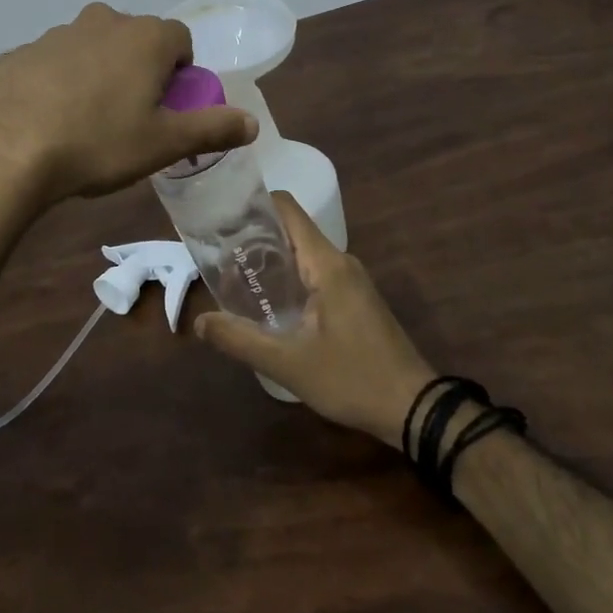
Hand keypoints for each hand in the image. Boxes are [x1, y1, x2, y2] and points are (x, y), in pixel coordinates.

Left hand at [0, 3, 257, 212]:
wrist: (1, 146)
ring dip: (97, 75)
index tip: (168, 106)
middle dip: (139, 70)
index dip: (180, 71)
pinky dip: (58, 84)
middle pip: (134, 40)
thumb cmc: (97, 142)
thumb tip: (252, 123)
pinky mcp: (18, 53)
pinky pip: (52, 64)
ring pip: (91, 49)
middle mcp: (102, 22)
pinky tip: (45, 122)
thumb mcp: (162, 143)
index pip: (179, 39)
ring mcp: (55, 34)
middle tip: (129, 116)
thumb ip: (211, 129)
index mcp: (145, 38)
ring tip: (84, 124)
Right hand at [194, 192, 437, 449]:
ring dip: (270, 258)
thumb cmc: (352, 378)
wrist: (413, 408)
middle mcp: (340, 261)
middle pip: (291, 229)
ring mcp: (351, 280)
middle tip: (215, 250)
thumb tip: (199, 322)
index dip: (253, 204)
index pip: (287, 209)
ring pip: (303, 253)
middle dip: (253, 235)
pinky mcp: (354, 298)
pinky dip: (288, 276)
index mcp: (326, 264)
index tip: (220, 215)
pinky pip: (314, 272)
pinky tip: (266, 300)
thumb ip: (240, 340)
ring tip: (232, 273)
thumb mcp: (289, 364)